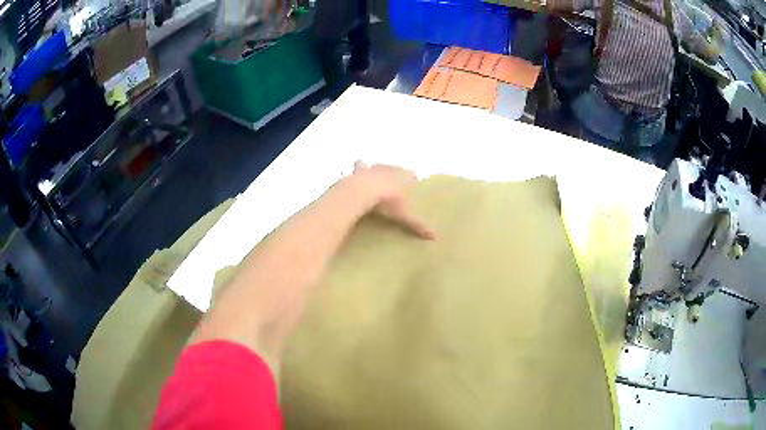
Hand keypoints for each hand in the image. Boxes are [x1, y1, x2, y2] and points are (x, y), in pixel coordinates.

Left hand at [352, 162, 435, 239]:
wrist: (362, 191)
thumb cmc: (388, 202)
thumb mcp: (404, 216)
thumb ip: (417, 224)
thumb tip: (434, 237)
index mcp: (406, 176)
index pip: (413, 176)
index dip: (412, 182)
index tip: (411, 191)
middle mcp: (392, 168)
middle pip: (397, 170)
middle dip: (396, 178)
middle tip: (393, 191)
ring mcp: (375, 167)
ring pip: (380, 167)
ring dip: (379, 173)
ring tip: (376, 185)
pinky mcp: (360, 170)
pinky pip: (360, 166)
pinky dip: (360, 171)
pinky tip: (358, 178)